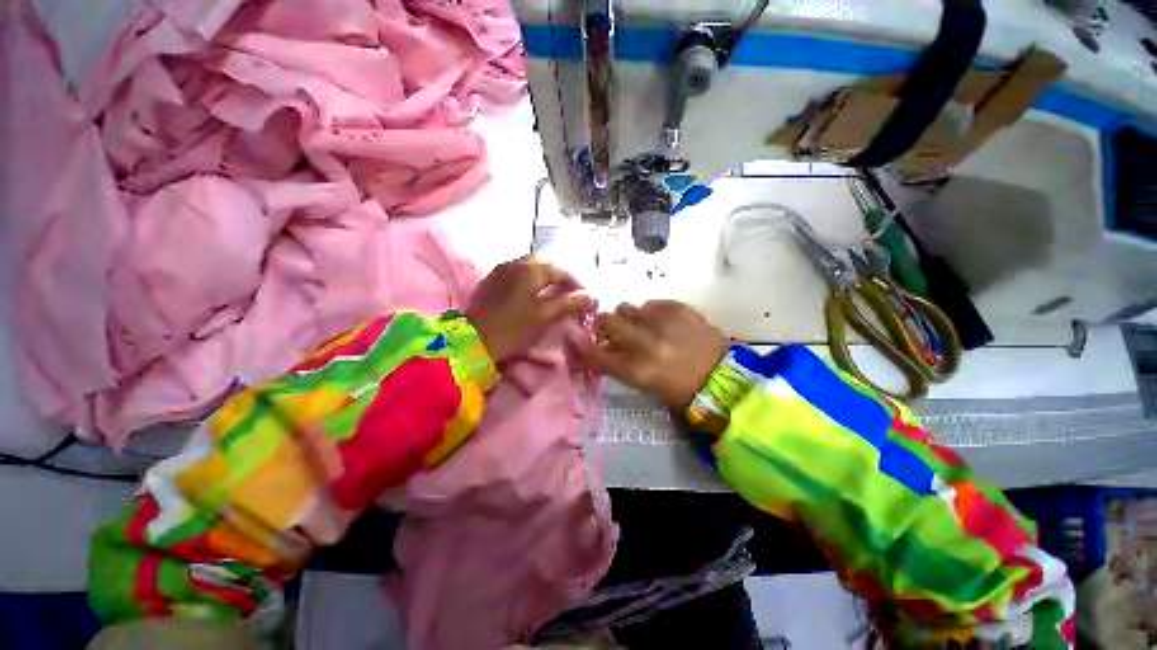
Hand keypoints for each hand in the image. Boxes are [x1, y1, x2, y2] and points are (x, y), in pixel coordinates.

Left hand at [466, 257, 594, 362]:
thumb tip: (589, 295)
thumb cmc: (513, 329)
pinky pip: (516, 273)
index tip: (584, 297)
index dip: (575, 283)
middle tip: (568, 293)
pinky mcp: (491, 280)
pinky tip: (531, 294)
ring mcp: (500, 270)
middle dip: (559, 277)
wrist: (473, 341)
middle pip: (544, 264)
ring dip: (544, 277)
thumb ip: (567, 303)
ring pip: (529, 267)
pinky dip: (529, 280)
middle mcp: (515, 263)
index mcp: (530, 270)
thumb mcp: (544, 317)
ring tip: (552, 293)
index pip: (560, 271)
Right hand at [582, 300, 727, 408]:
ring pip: (628, 308)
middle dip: (605, 325)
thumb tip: (606, 348)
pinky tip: (660, 321)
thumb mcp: (647, 384)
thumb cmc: (684, 391)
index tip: (580, 342)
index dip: (586, 347)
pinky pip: (652, 303)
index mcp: (638, 369)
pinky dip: (651, 312)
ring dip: (628, 317)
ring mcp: (663, 323)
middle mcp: (646, 343)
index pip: (599, 354)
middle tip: (612, 328)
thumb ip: (623, 364)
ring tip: (640, 324)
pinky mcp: (679, 309)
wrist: (725, 379)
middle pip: (609, 322)